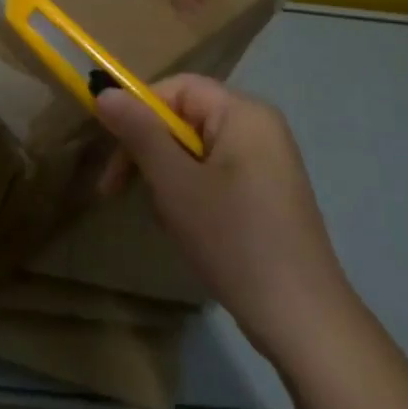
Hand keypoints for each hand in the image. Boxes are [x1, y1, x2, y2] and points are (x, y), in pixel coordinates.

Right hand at [96, 75, 350, 357]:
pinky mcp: (268, 194)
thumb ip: (139, 132)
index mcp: (243, 113)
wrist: (303, 321)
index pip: (176, 88)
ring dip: (168, 178)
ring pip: (195, 151)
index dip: (138, 112)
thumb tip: (104, 91)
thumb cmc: (234, 239)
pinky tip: (189, 231)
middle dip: (149, 151)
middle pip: (185, 118)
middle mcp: (259, 127)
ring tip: (166, 219)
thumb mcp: (174, 183)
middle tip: (118, 191)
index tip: (112, 152)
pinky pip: (215, 175)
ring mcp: (268, 162)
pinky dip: (191, 195)